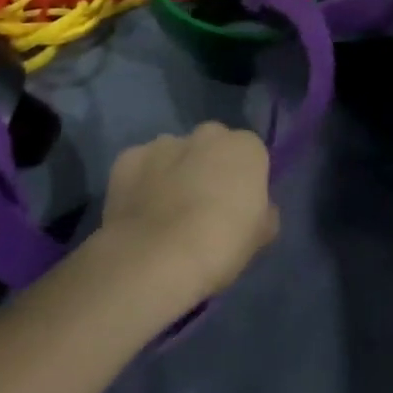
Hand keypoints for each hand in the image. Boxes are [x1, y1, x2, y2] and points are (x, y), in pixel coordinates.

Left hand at [97, 123, 278, 305]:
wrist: (155, 258)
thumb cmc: (219, 247)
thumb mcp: (258, 239)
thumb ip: (263, 214)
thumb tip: (261, 210)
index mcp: (245, 147)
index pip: (251, 155)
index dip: (244, 181)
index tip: (238, 208)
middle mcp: (206, 134)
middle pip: (213, 146)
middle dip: (209, 168)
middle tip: (203, 209)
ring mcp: (164, 142)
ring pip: (175, 154)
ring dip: (175, 173)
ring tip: (166, 216)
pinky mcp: (129, 157)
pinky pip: (141, 167)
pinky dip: (142, 183)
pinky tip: (139, 215)